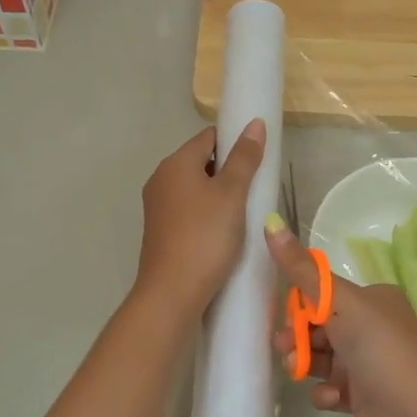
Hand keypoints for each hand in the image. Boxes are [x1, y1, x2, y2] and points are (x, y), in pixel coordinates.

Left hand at [134, 120, 266, 314]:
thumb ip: (245, 158)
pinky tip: (224, 233)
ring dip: (219, 195)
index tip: (258, 161)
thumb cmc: (205, 237)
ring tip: (244, 213)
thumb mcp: (232, 195)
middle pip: (201, 162)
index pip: (209, 137)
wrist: (172, 292)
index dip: (235, 143)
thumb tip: (254, 124)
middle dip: (229, 171)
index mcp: (175, 164)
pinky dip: (207, 214)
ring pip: (195, 189)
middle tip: (255, 190)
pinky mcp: (160, 231)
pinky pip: (189, 211)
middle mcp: (161, 179)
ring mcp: (158, 207)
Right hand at [267, 223, 416, 416]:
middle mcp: (374, 327)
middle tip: (286, 348)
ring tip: (299, 373)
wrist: (412, 415)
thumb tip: (271, 222)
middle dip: (298, 338)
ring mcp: (369, 363)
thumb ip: (302, 270)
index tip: (285, 317)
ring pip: (322, 358)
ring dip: (306, 364)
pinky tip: (332, 398)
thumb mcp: (339, 302)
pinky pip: (332, 388)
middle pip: (319, 326)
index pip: (325, 294)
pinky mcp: (363, 396)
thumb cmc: (378, 348)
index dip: (300, 306)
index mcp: (374, 299)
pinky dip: (326, 392)